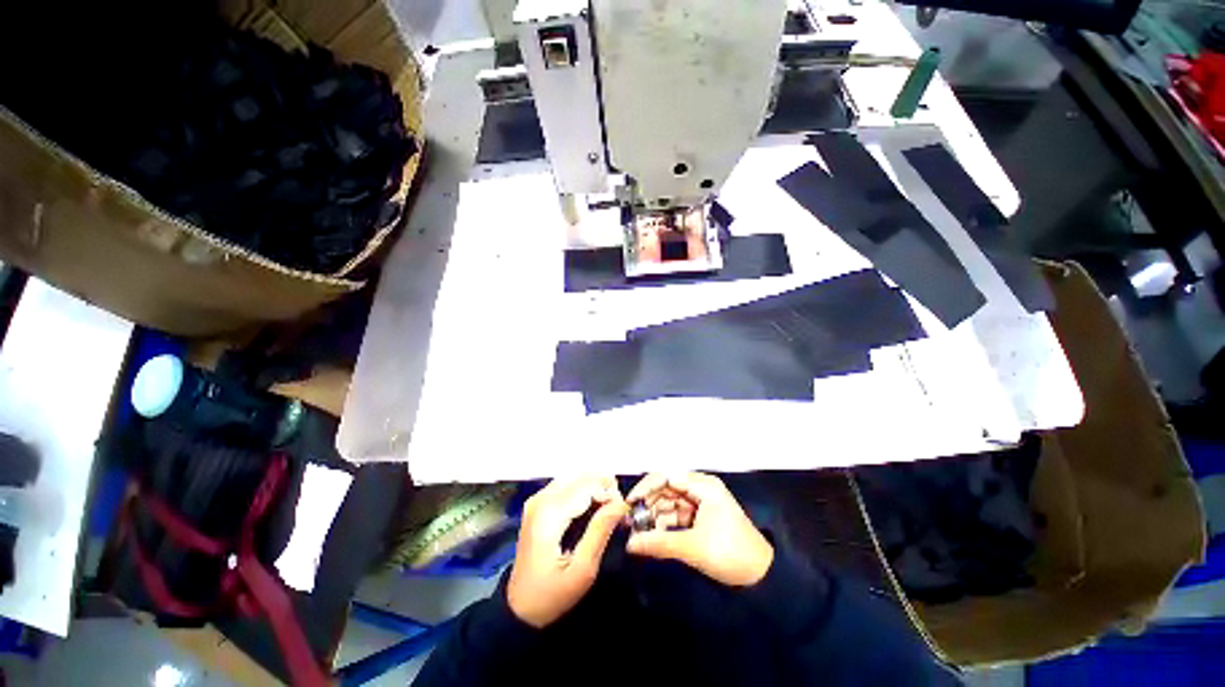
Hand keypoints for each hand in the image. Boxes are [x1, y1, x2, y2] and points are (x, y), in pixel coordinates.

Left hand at [507, 476, 627, 627]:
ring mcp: (537, 499)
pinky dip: (583, 490)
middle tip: (616, 508)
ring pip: (574, 476)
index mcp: (549, 514)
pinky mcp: (538, 503)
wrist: (518, 608)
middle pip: (580, 475)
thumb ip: (600, 531)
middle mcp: (541, 499)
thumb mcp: (582, 570)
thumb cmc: (551, 594)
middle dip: (603, 485)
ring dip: (594, 486)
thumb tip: (620, 503)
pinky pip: (567, 484)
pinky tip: (592, 507)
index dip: (608, 491)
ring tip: (607, 507)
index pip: (586, 485)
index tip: (622, 510)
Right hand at [625, 472, 773, 586]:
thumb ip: (659, 543)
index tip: (629, 502)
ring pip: (669, 504)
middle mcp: (700, 489)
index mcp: (703, 486)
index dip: (646, 487)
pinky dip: (663, 525)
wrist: (763, 577)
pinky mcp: (699, 519)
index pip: (668, 476)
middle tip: (630, 521)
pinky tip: (651, 537)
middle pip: (666, 489)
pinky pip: (676, 516)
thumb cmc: (731, 553)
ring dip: (653, 516)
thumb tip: (630, 544)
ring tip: (637, 533)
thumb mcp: (694, 547)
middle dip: (648, 504)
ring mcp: (700, 504)